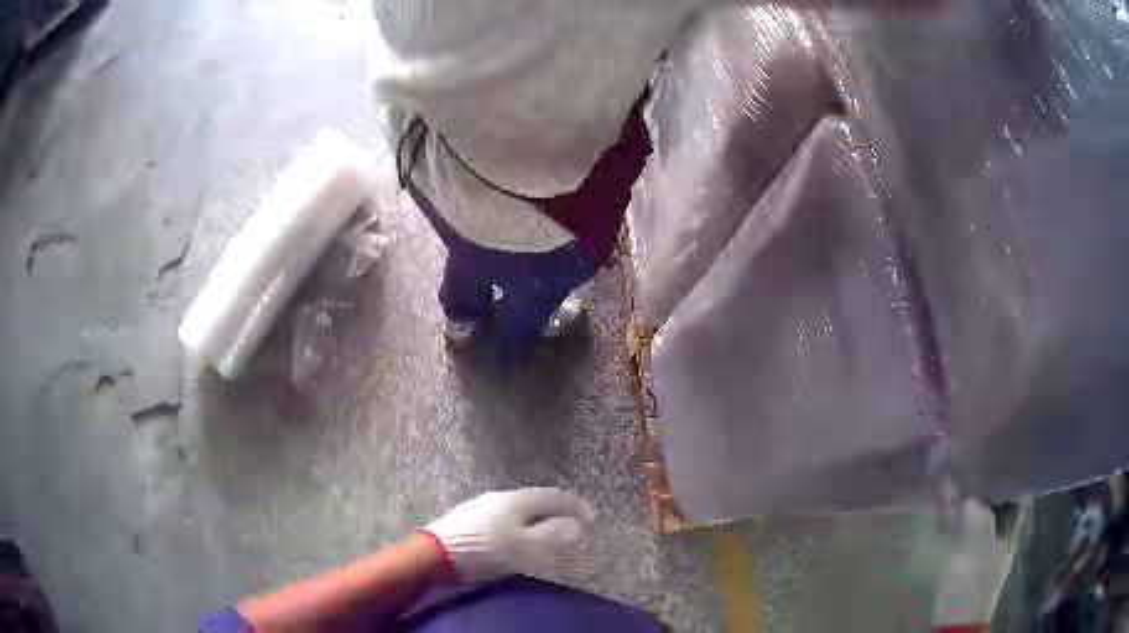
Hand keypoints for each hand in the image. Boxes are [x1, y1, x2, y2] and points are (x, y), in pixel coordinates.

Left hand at [422, 488, 596, 581]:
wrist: (436, 554)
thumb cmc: (486, 550)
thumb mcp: (525, 547)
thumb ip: (551, 535)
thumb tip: (575, 525)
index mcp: (516, 500)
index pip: (552, 496)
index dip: (574, 505)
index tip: (591, 516)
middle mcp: (499, 496)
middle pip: (534, 500)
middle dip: (555, 511)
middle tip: (571, 524)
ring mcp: (481, 505)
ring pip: (517, 509)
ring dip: (536, 519)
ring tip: (546, 532)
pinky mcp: (468, 518)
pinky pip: (503, 517)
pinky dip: (519, 524)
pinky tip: (515, 536)